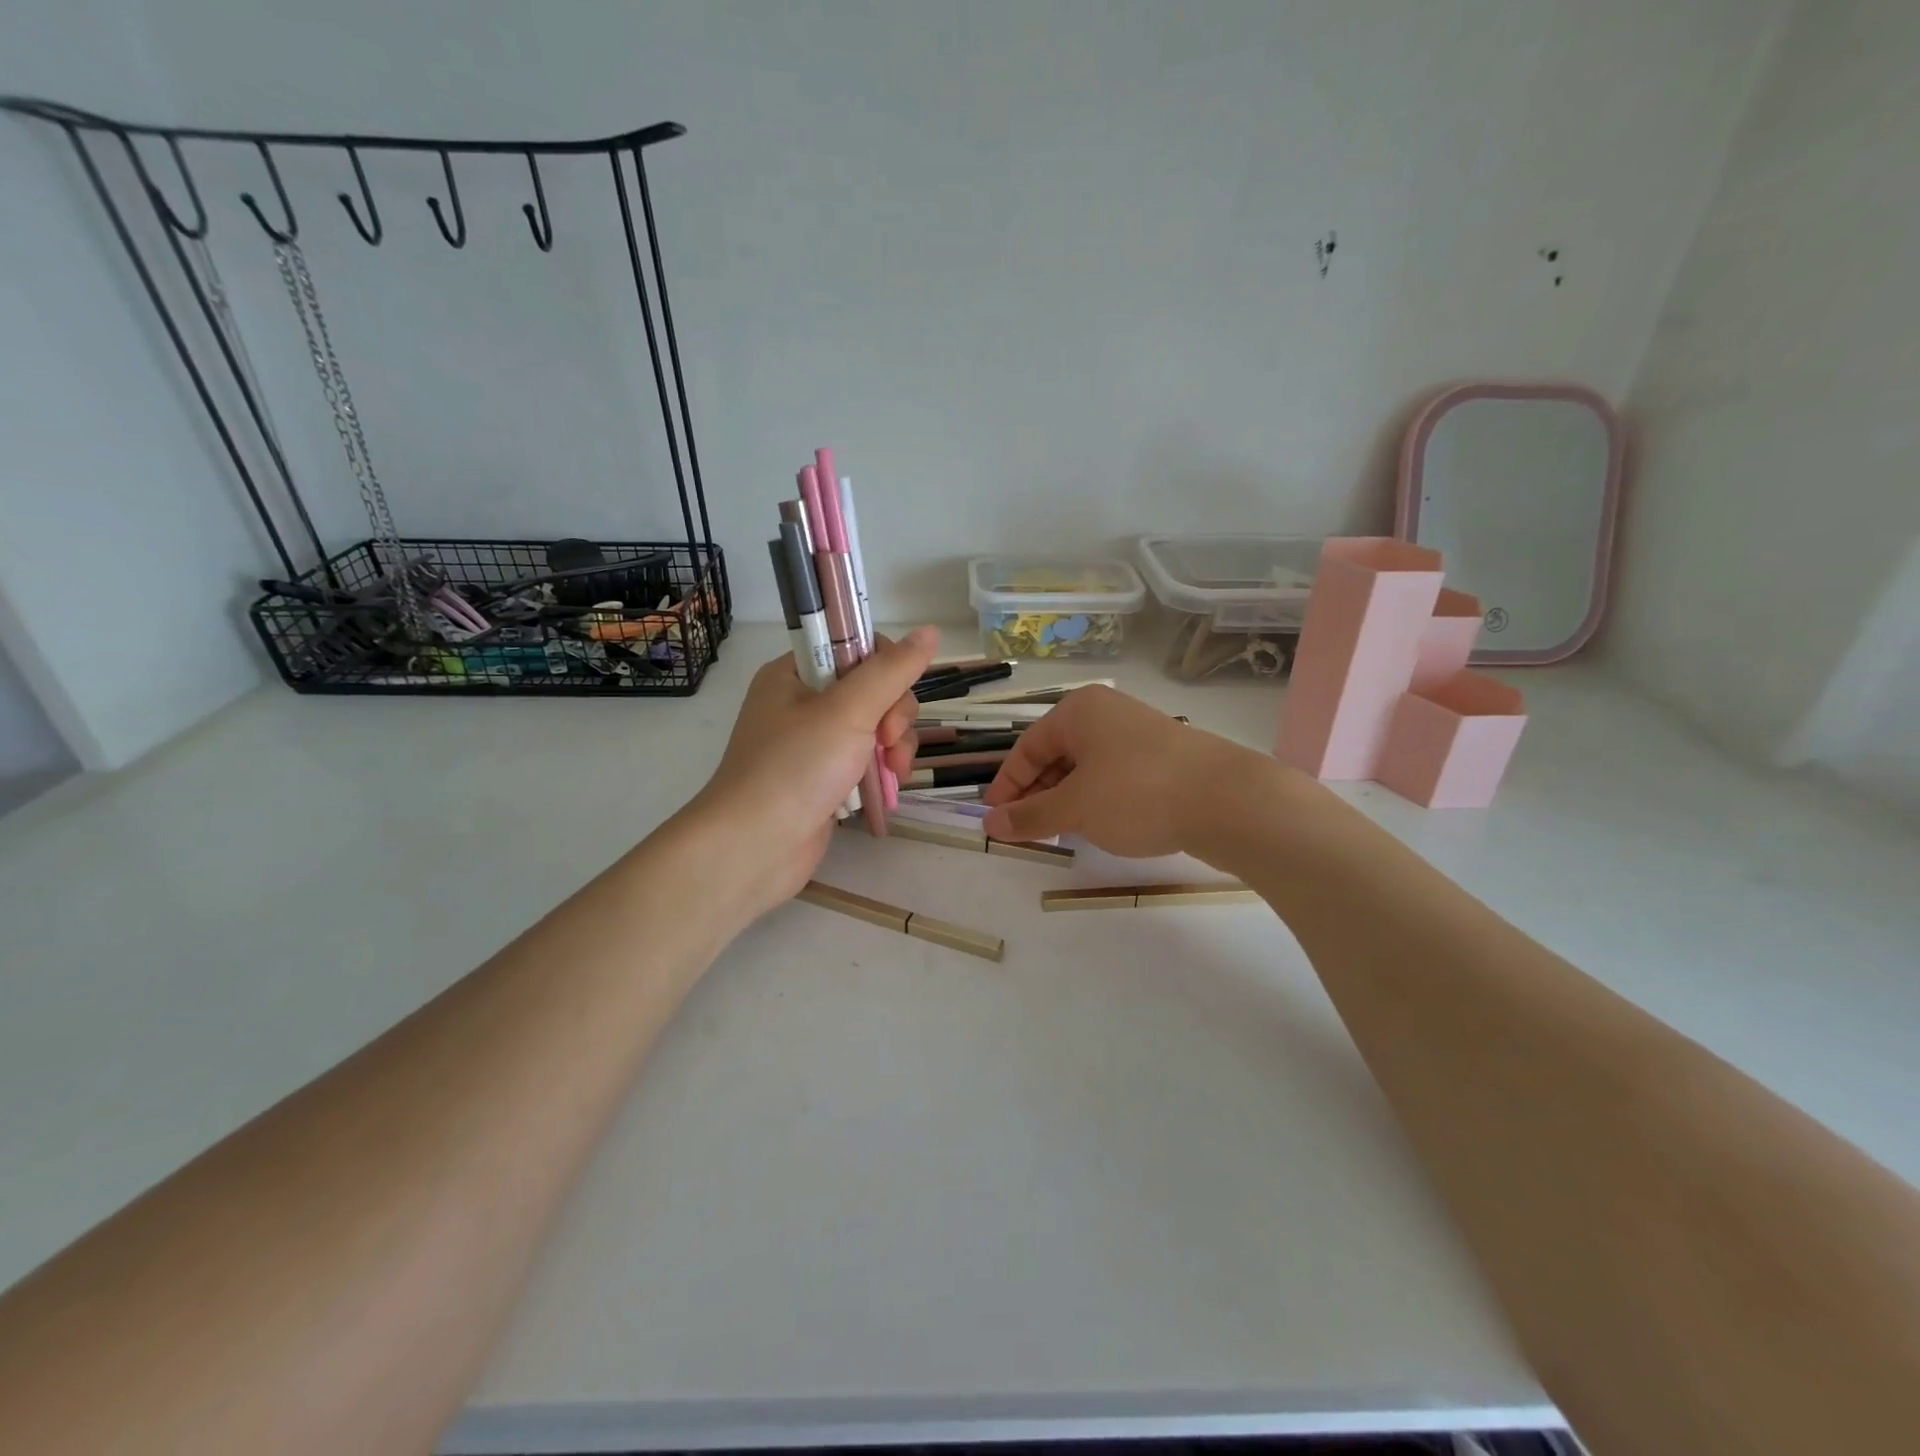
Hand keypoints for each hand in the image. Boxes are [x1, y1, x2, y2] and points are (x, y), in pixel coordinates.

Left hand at [683, 627, 938, 920]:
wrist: (754, 848)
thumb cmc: (795, 769)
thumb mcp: (847, 711)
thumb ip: (892, 670)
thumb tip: (931, 630)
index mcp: (796, 673)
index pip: (856, 647)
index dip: (886, 668)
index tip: (890, 699)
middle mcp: (803, 702)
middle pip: (874, 689)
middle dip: (894, 716)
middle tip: (887, 743)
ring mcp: (815, 743)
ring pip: (877, 726)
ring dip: (895, 746)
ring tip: (893, 772)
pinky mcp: (826, 777)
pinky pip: (867, 759)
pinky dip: (882, 770)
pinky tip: (888, 788)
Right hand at [981, 684, 1271, 857]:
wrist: (1227, 801)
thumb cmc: (1137, 793)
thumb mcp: (1075, 807)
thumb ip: (1029, 815)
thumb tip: (989, 824)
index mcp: (1078, 711)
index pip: (1027, 748)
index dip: (1007, 786)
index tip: (994, 820)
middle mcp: (1105, 714)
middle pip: (1055, 755)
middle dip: (1036, 794)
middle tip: (1026, 830)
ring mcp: (1137, 734)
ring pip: (1085, 768)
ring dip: (1065, 799)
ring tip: (1059, 832)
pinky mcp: (1161, 758)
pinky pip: (1112, 776)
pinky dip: (1095, 799)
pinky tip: (1097, 825)